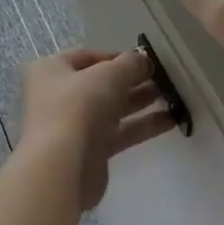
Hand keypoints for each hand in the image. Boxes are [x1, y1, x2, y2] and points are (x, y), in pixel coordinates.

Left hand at [19, 48, 171, 209]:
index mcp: (51, 70)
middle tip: (164, 79)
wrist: (63, 168)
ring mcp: (72, 125)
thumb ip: (130, 63)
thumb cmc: (79, 107)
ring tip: (172, 97)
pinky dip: (141, 126)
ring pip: (111, 108)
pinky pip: (118, 133)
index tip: (146, 60)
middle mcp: (58, 96)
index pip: (87, 56)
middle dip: (132, 80)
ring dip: (139, 101)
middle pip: (100, 83)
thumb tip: (143, 60)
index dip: (117, 56)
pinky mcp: (89, 152)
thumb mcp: (109, 75)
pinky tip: (170, 121)